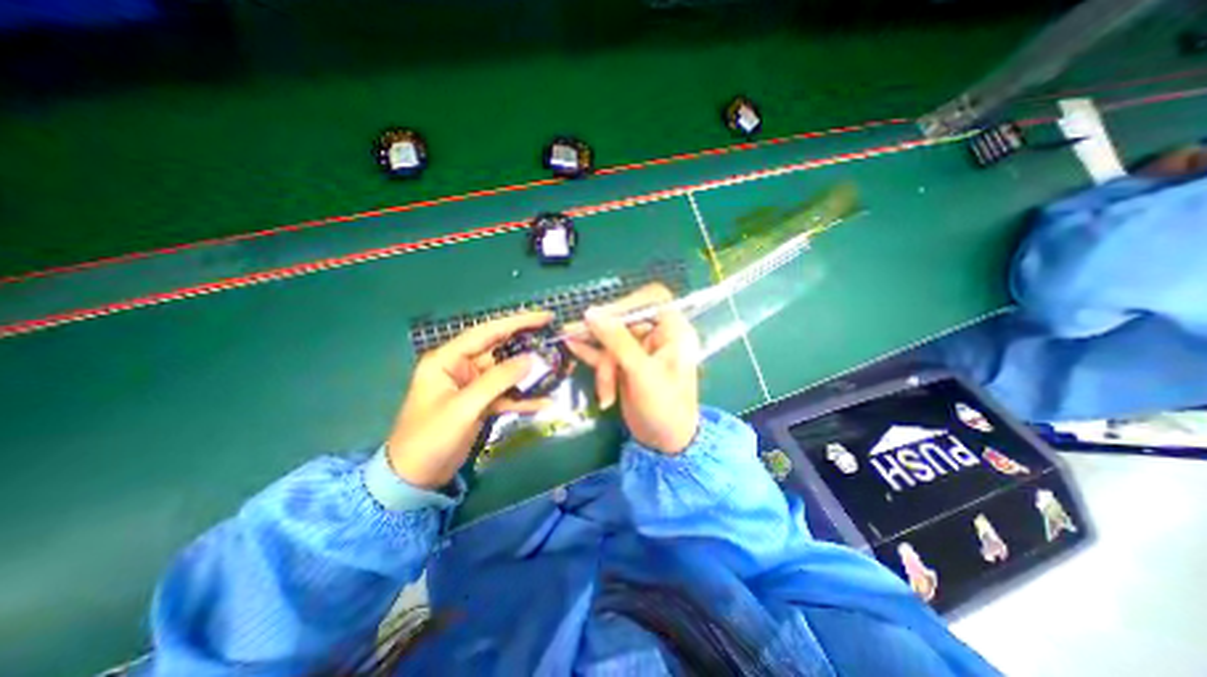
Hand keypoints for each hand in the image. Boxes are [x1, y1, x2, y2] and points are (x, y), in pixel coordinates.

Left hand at [385, 310, 556, 487]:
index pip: (487, 332)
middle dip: (528, 346)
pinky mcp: (481, 403)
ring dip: (530, 373)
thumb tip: (532, 359)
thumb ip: (498, 380)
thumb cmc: (430, 438)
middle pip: (500, 350)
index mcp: (448, 359)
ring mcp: (473, 386)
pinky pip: (506, 394)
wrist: (415, 479)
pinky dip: (523, 398)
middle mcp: (461, 367)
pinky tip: (545, 401)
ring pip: (507, 372)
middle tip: (556, 341)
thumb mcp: (464, 407)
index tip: (545, 316)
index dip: (517, 322)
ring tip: (558, 368)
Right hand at [570, 283, 702, 452]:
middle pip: (624, 320)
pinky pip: (605, 351)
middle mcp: (657, 336)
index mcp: (673, 332)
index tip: (601, 315)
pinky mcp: (625, 363)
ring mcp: (639, 350)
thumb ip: (617, 341)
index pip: (652, 300)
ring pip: (611, 337)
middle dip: (604, 336)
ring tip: (567, 339)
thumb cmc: (664, 407)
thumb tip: (591, 313)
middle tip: (575, 332)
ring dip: (595, 348)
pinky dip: (590, 351)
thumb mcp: (642, 373)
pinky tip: (572, 345)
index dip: (627, 303)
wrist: (663, 442)